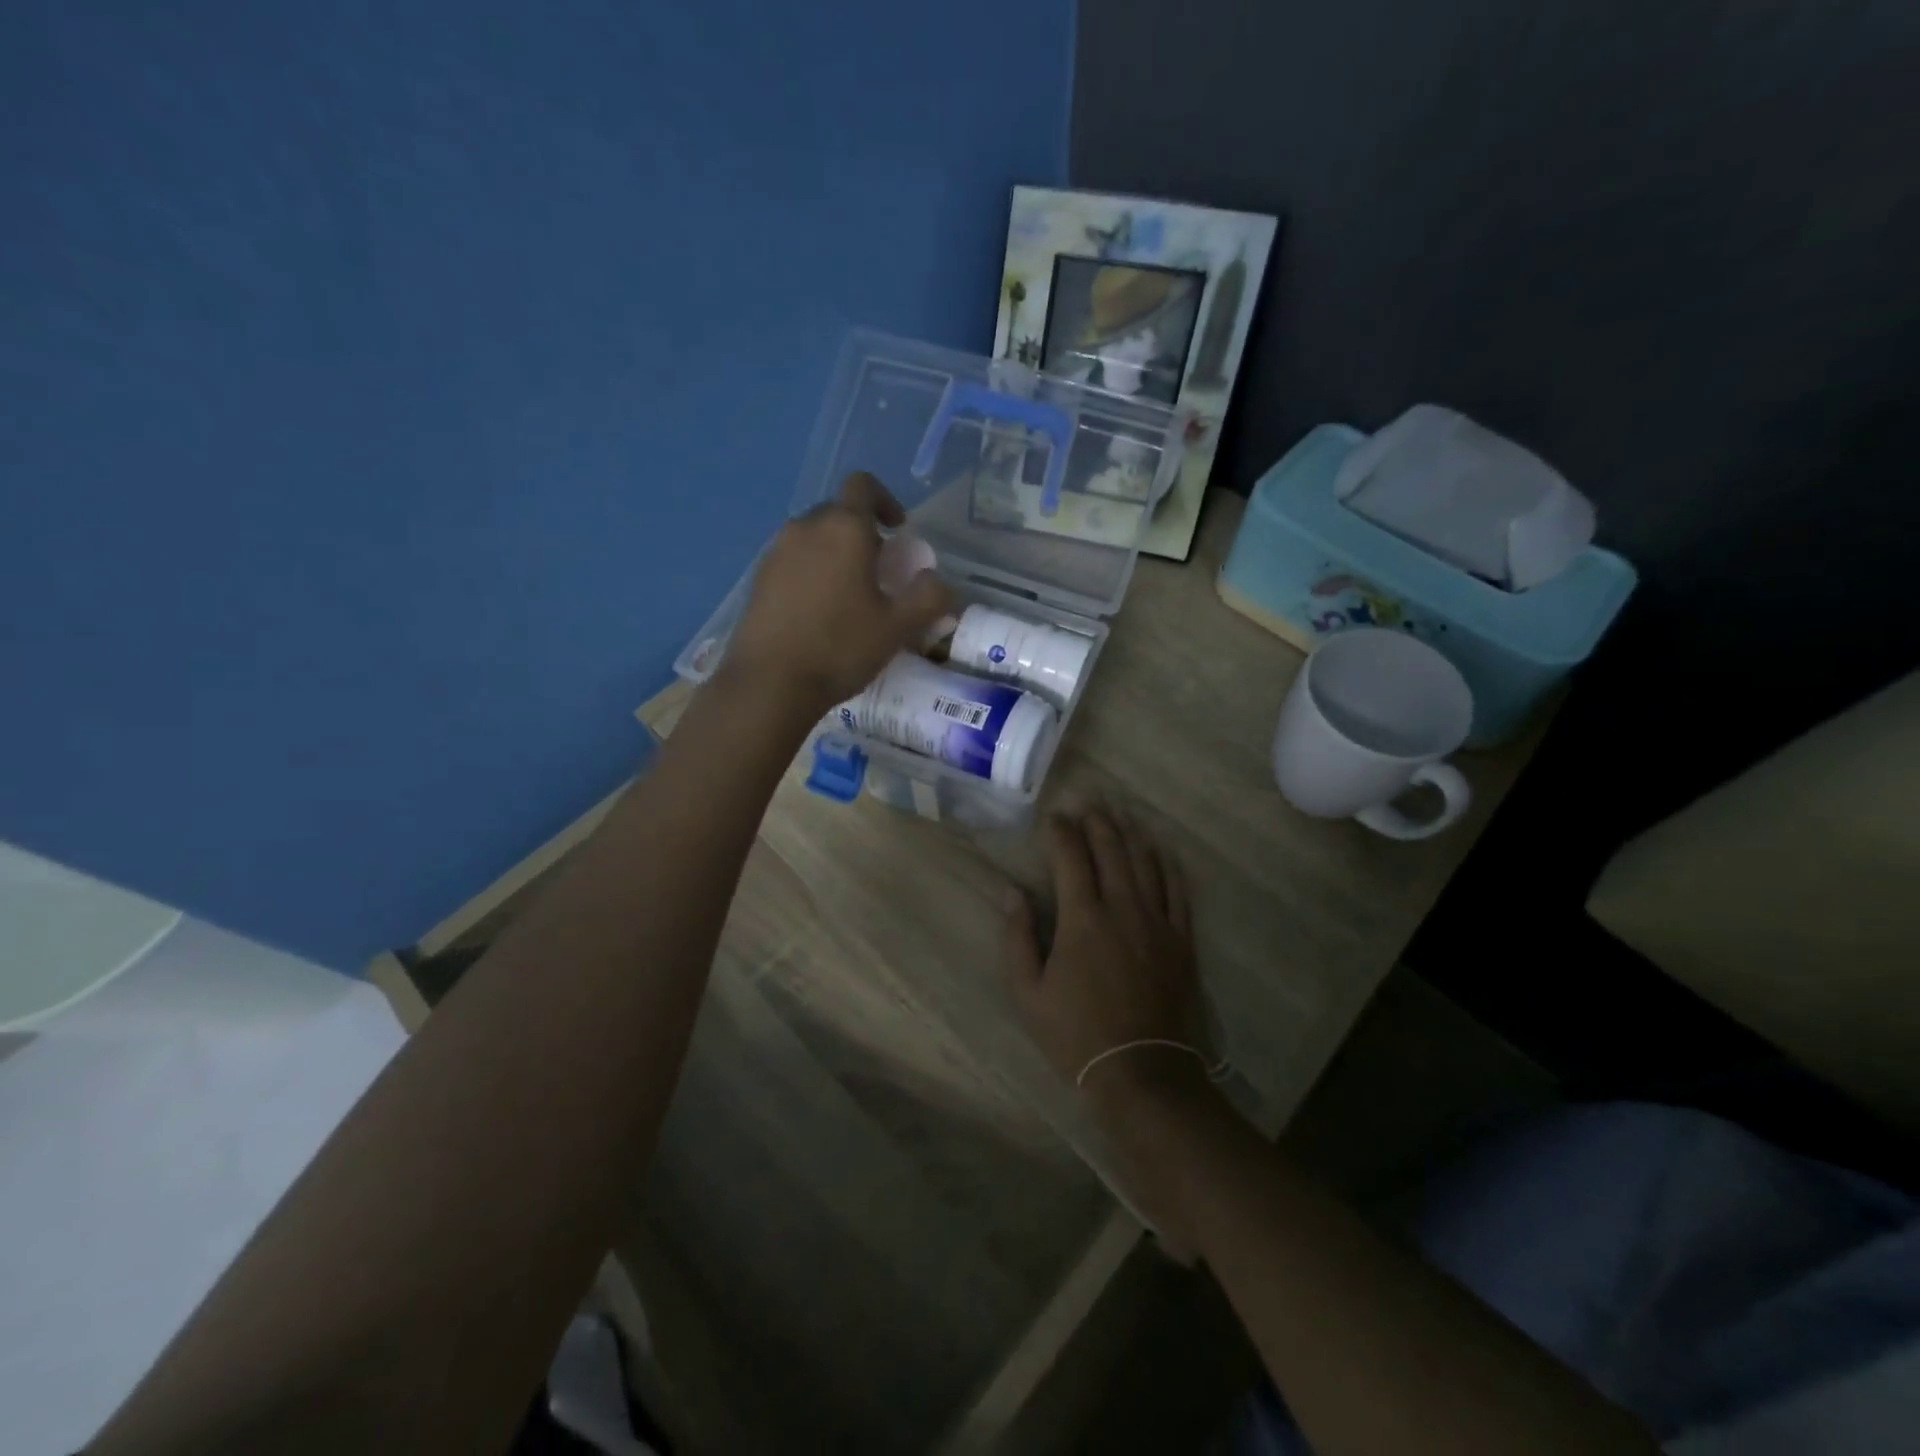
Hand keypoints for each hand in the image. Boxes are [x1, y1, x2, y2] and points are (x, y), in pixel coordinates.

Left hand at [728, 472, 955, 713]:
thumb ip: (928, 597)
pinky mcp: (758, 578)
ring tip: (850, 595)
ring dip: (835, 553)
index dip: (885, 500)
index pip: (863, 486)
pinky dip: (811, 572)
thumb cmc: (841, 647)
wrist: (771, 682)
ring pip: (813, 538)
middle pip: (838, 512)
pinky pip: (792, 561)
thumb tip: (937, 581)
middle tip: (880, 570)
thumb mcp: (898, 627)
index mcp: (843, 528)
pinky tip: (819, 612)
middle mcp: (805, 528)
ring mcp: (775, 552)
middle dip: (862, 533)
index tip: (898, 529)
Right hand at [1004, 809, 1210, 1101]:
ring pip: (1145, 863)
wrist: (1142, 1071)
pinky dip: (1168, 865)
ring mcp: (1157, 922)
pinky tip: (1160, 851)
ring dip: (1130, 834)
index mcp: (1082, 918)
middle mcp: (1122, 908)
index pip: (1070, 857)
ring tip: (1120, 815)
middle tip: (1087, 804)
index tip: (1051, 818)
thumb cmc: (1076, 1033)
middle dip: (1096, 822)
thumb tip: (1012, 892)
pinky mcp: (1181, 940)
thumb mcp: (1028, 992)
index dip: (1059, 832)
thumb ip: (1018, 937)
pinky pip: (1178, 891)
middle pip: (1111, 850)